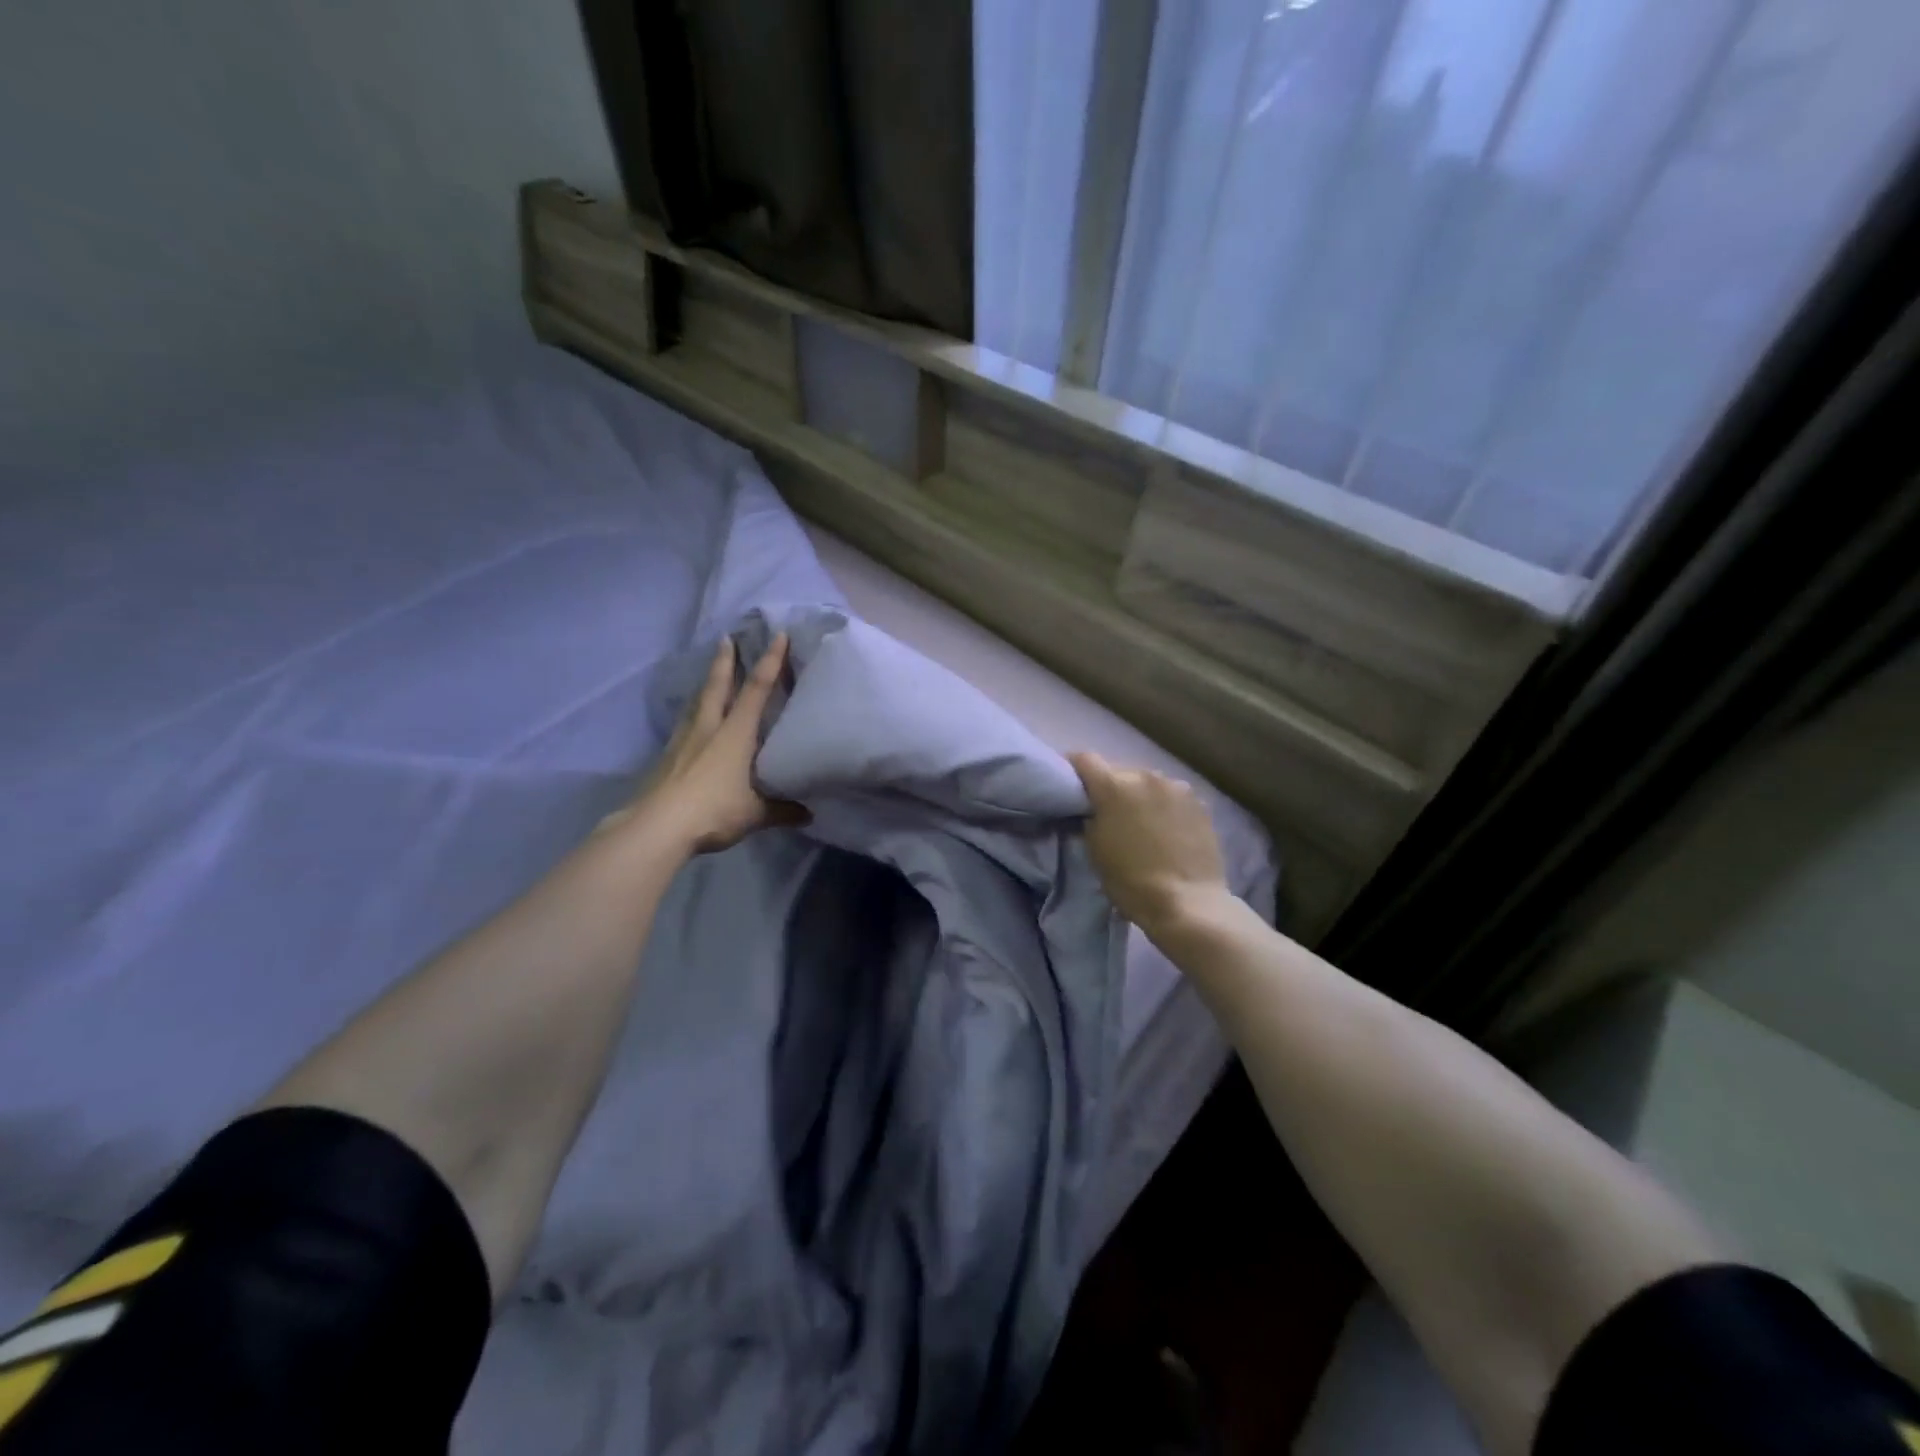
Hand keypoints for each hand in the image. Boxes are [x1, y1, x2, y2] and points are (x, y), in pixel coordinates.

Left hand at [613, 634, 807, 854]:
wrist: (657, 826)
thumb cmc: (713, 810)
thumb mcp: (755, 814)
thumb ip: (782, 810)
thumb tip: (808, 814)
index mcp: (735, 734)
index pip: (757, 689)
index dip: (770, 661)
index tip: (778, 636)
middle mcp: (709, 729)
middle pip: (718, 686)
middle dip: (725, 661)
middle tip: (727, 639)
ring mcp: (683, 742)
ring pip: (697, 703)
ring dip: (706, 685)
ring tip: (710, 676)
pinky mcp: (666, 757)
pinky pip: (684, 726)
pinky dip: (692, 716)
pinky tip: (692, 724)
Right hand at [1067, 752, 1231, 937]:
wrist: (1188, 904)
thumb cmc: (1131, 881)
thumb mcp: (1095, 850)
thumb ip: (1089, 818)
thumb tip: (1091, 809)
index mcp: (1114, 785)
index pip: (1083, 759)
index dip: (1073, 769)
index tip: (1071, 785)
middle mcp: (1146, 775)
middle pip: (1118, 770)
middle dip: (1110, 786)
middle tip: (1107, 811)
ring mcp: (1177, 787)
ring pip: (1148, 782)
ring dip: (1139, 795)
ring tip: (1141, 822)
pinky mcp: (1200, 803)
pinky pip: (1171, 796)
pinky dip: (1163, 806)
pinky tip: (1167, 830)